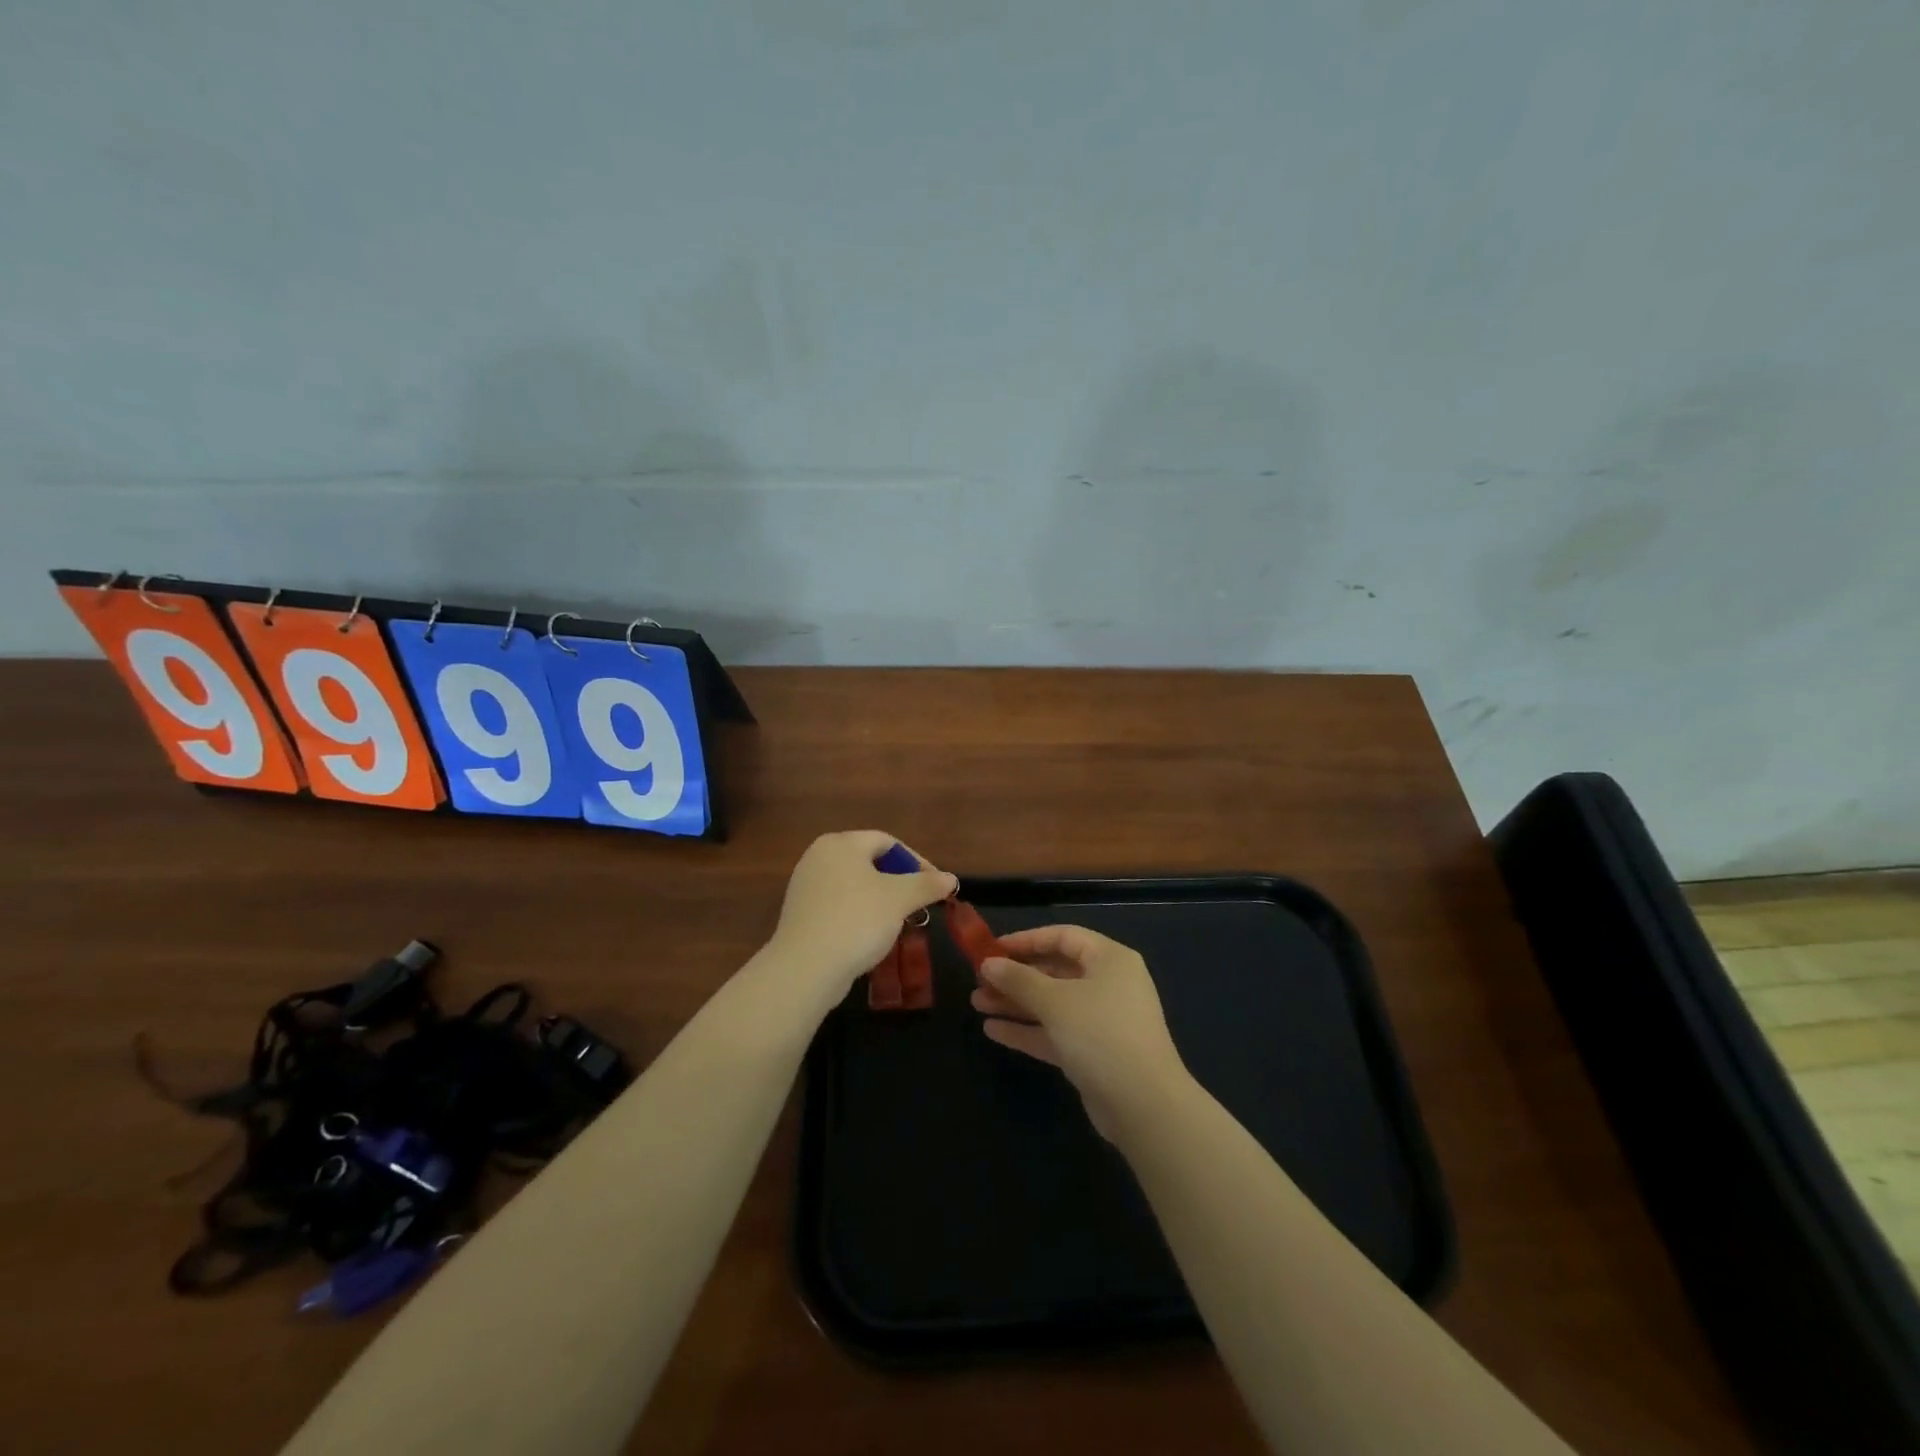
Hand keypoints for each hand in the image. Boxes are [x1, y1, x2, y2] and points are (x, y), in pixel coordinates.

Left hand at [766, 831, 956, 1006]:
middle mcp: (819, 857)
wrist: (806, 968)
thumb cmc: (856, 920)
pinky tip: (872, 936)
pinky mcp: (801, 914)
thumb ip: (927, 884)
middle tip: (919, 904)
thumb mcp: (900, 899)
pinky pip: (839, 905)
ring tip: (900, 922)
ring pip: (855, 886)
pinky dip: (860, 914)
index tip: (936, 886)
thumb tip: (950, 878)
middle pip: (870, 862)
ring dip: (881, 900)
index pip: (888, 842)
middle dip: (899, 882)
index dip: (916, 862)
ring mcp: (806, 886)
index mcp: (841, 843)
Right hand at [970, 924, 1190, 1140]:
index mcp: (1109, 959)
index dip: (1026, 940)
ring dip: (1016, 1003)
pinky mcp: (1093, 1053)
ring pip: (1052, 1004)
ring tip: (977, 1003)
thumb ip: (1019, 980)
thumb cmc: (1101, 1034)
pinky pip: (1055, 1032)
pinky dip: (1027, 1030)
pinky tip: (993, 1030)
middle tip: (979, 980)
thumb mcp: (1055, 1001)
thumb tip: (988, 963)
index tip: (992, 949)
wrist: (1144, 1106)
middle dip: (1016, 976)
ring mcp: (1101, 1020)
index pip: (1063, 937)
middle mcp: (1108, 984)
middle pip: (1055, 971)